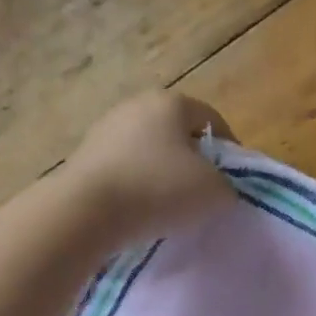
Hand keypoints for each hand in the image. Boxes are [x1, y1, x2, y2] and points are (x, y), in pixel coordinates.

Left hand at [60, 92, 236, 246]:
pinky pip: (122, 172)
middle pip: (176, 134)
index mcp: (170, 102)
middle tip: (203, 195)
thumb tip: (220, 190)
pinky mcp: (83, 159)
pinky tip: (139, 213)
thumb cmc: (158, 189)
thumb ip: (227, 187)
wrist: (85, 212)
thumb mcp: (213, 192)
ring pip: (146, 153)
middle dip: (192, 162)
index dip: (228, 150)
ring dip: (161, 176)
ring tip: (170, 209)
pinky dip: (135, 188)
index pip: (211, 119)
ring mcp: (103, 131)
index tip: (232, 181)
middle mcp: (134, 106)